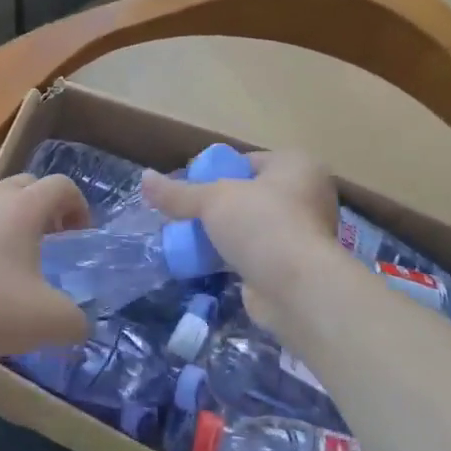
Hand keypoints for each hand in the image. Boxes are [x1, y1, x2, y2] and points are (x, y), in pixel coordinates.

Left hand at [0, 173, 91, 368]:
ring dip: (15, 218)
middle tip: (55, 238)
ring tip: (21, 254)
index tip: (81, 236)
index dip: (79, 205)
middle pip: (27, 184)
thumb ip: (77, 319)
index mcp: (23, 207)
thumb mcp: (53, 320)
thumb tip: (79, 324)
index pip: (60, 185)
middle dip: (47, 205)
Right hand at [142, 152, 340, 326]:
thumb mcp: (212, 200)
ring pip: (250, 225)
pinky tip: (205, 261)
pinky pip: (254, 252)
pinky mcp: (292, 265)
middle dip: (216, 205)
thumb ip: (178, 193)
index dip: (214, 171)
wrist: (297, 289)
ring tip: (189, 238)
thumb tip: (144, 178)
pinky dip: (232, 256)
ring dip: (223, 232)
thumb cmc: (261, 225)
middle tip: (184, 214)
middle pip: (247, 194)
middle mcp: (306, 195)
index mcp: (296, 166)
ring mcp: (302, 232)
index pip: (246, 161)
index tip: (187, 187)